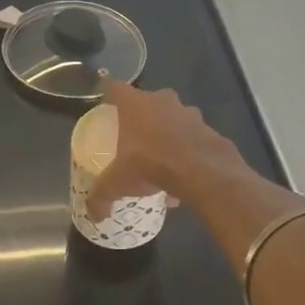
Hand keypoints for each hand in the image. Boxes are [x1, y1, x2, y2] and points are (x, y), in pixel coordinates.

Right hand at [87, 76, 241, 219]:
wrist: (204, 171)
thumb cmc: (152, 164)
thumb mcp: (118, 183)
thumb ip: (102, 196)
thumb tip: (93, 216)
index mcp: (135, 104)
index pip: (114, 88)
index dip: (108, 93)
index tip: (104, 103)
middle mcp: (163, 101)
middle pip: (147, 103)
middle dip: (141, 118)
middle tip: (133, 138)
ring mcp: (190, 113)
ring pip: (173, 120)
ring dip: (167, 136)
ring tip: (161, 163)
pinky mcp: (210, 129)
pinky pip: (192, 139)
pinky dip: (186, 153)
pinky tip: (181, 178)